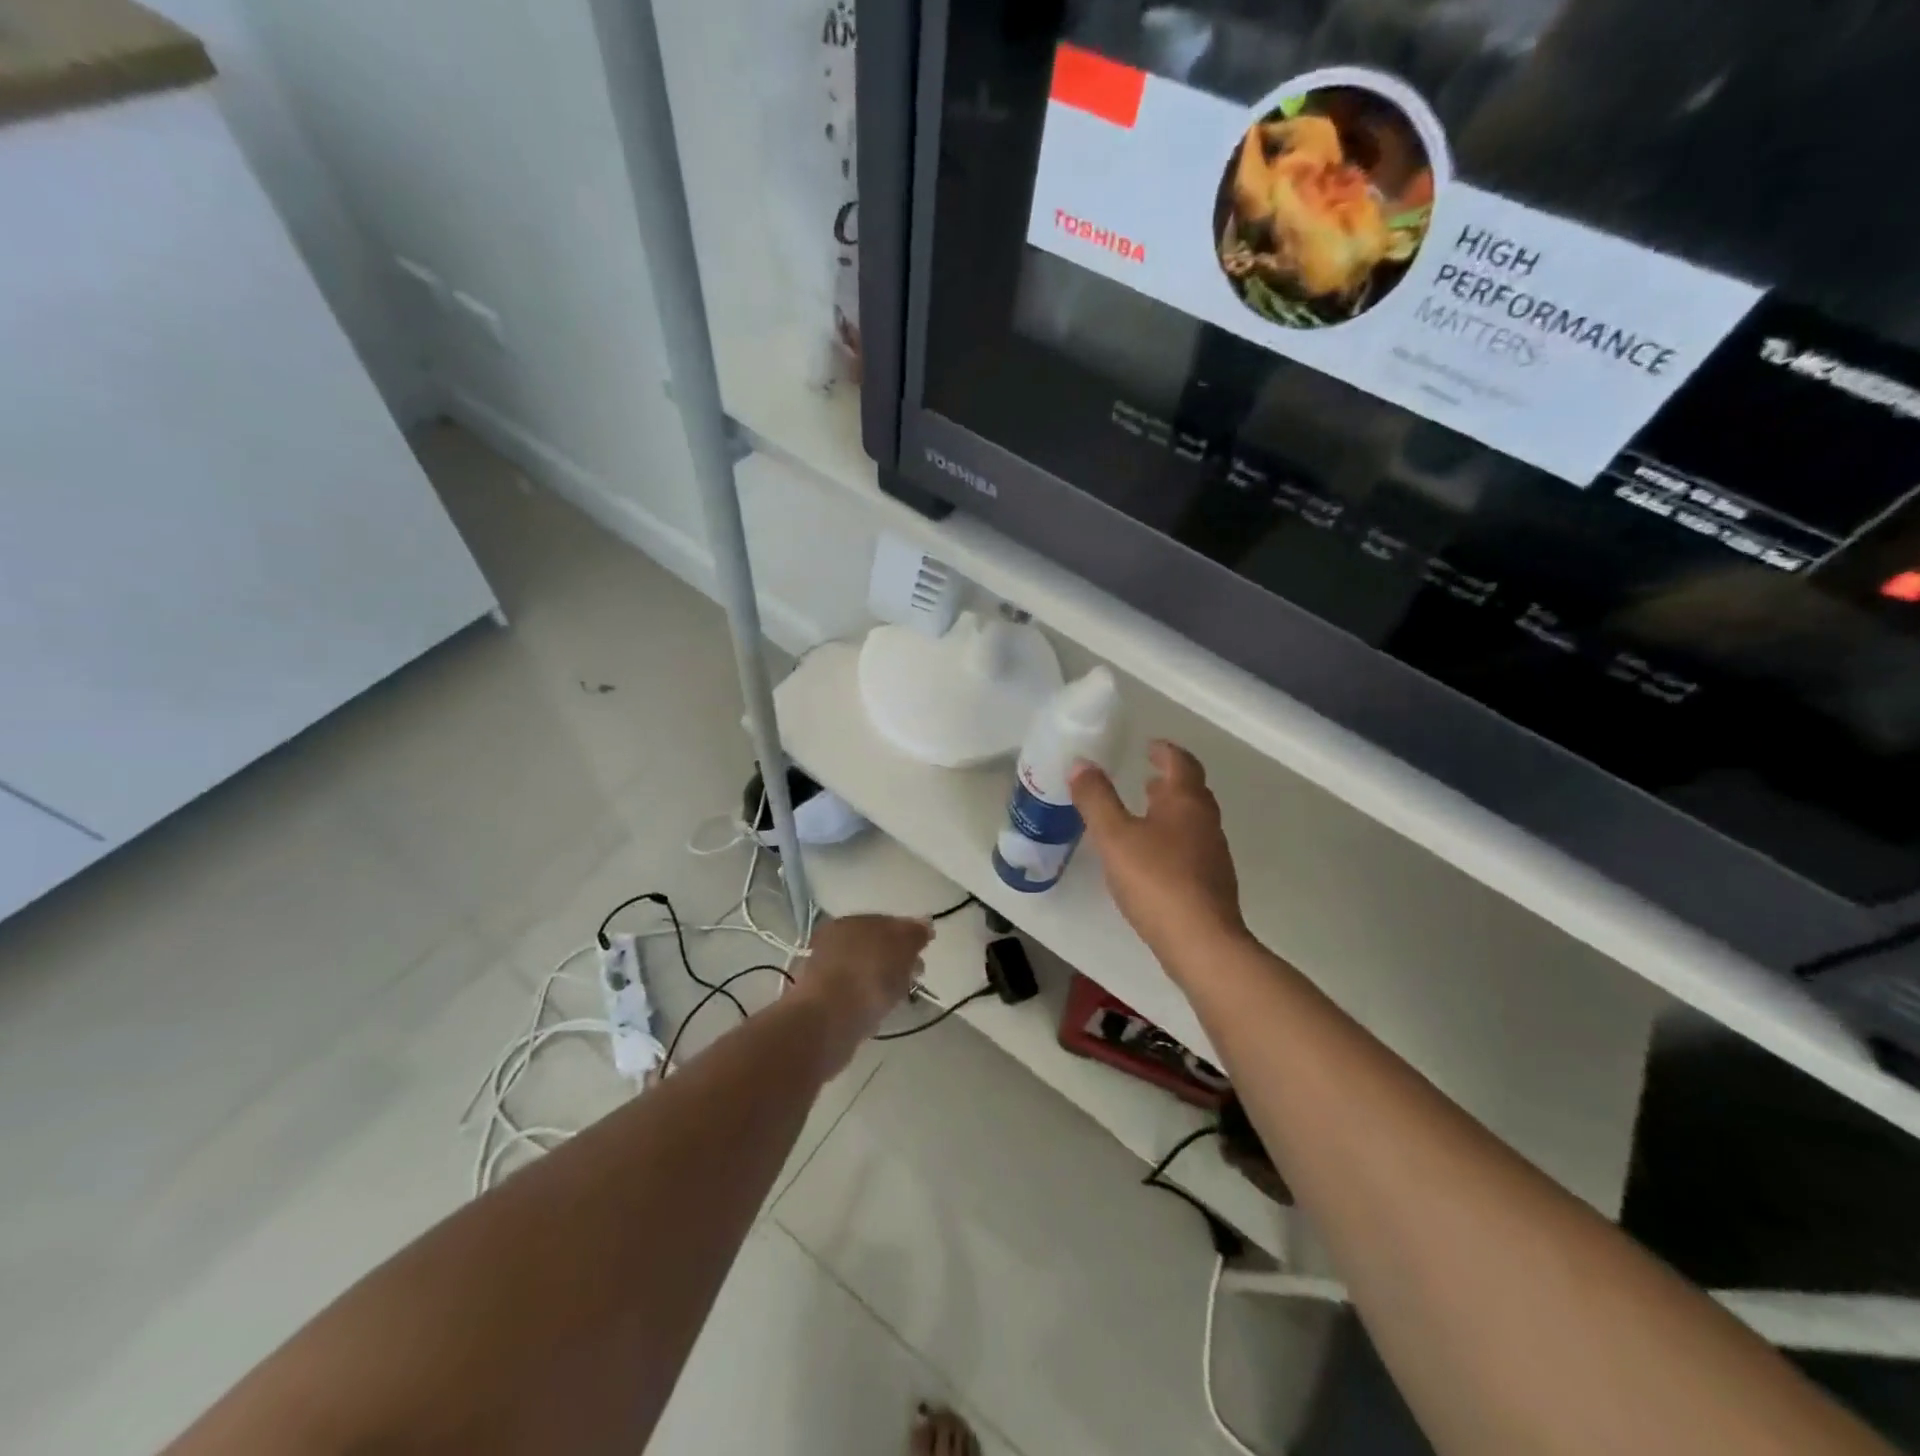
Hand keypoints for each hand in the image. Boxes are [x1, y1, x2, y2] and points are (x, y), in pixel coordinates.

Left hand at [793, 914, 932, 1071]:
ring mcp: (825, 971)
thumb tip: (923, 924)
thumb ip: (914, 934)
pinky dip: (867, 998)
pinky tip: (877, 1010)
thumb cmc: (869, 976)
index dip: (908, 935)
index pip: (887, 922)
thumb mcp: (902, 947)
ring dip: (880, 980)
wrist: (827, 1021)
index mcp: (852, 921)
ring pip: (863, 970)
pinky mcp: (821, 1001)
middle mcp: (834, 940)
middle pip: (873, 946)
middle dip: (895, 958)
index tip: (924, 953)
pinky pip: (854, 993)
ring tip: (898, 997)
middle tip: (915, 976)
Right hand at [1070, 741, 1246, 974]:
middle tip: (1146, 777)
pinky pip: (1191, 848)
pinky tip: (1152, 858)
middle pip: (1192, 791)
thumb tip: (1081, 763)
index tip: (1150, 746)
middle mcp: (1205, 822)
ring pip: (1192, 821)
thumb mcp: (1114, 836)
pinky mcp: (1211, 884)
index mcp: (1186, 802)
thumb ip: (1096, 799)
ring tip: (1145, 813)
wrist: (1201, 942)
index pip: (1181, 763)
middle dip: (1169, 781)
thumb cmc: (1156, 880)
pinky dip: (1172, 839)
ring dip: (1171, 811)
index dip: (1165, 751)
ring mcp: (1213, 855)